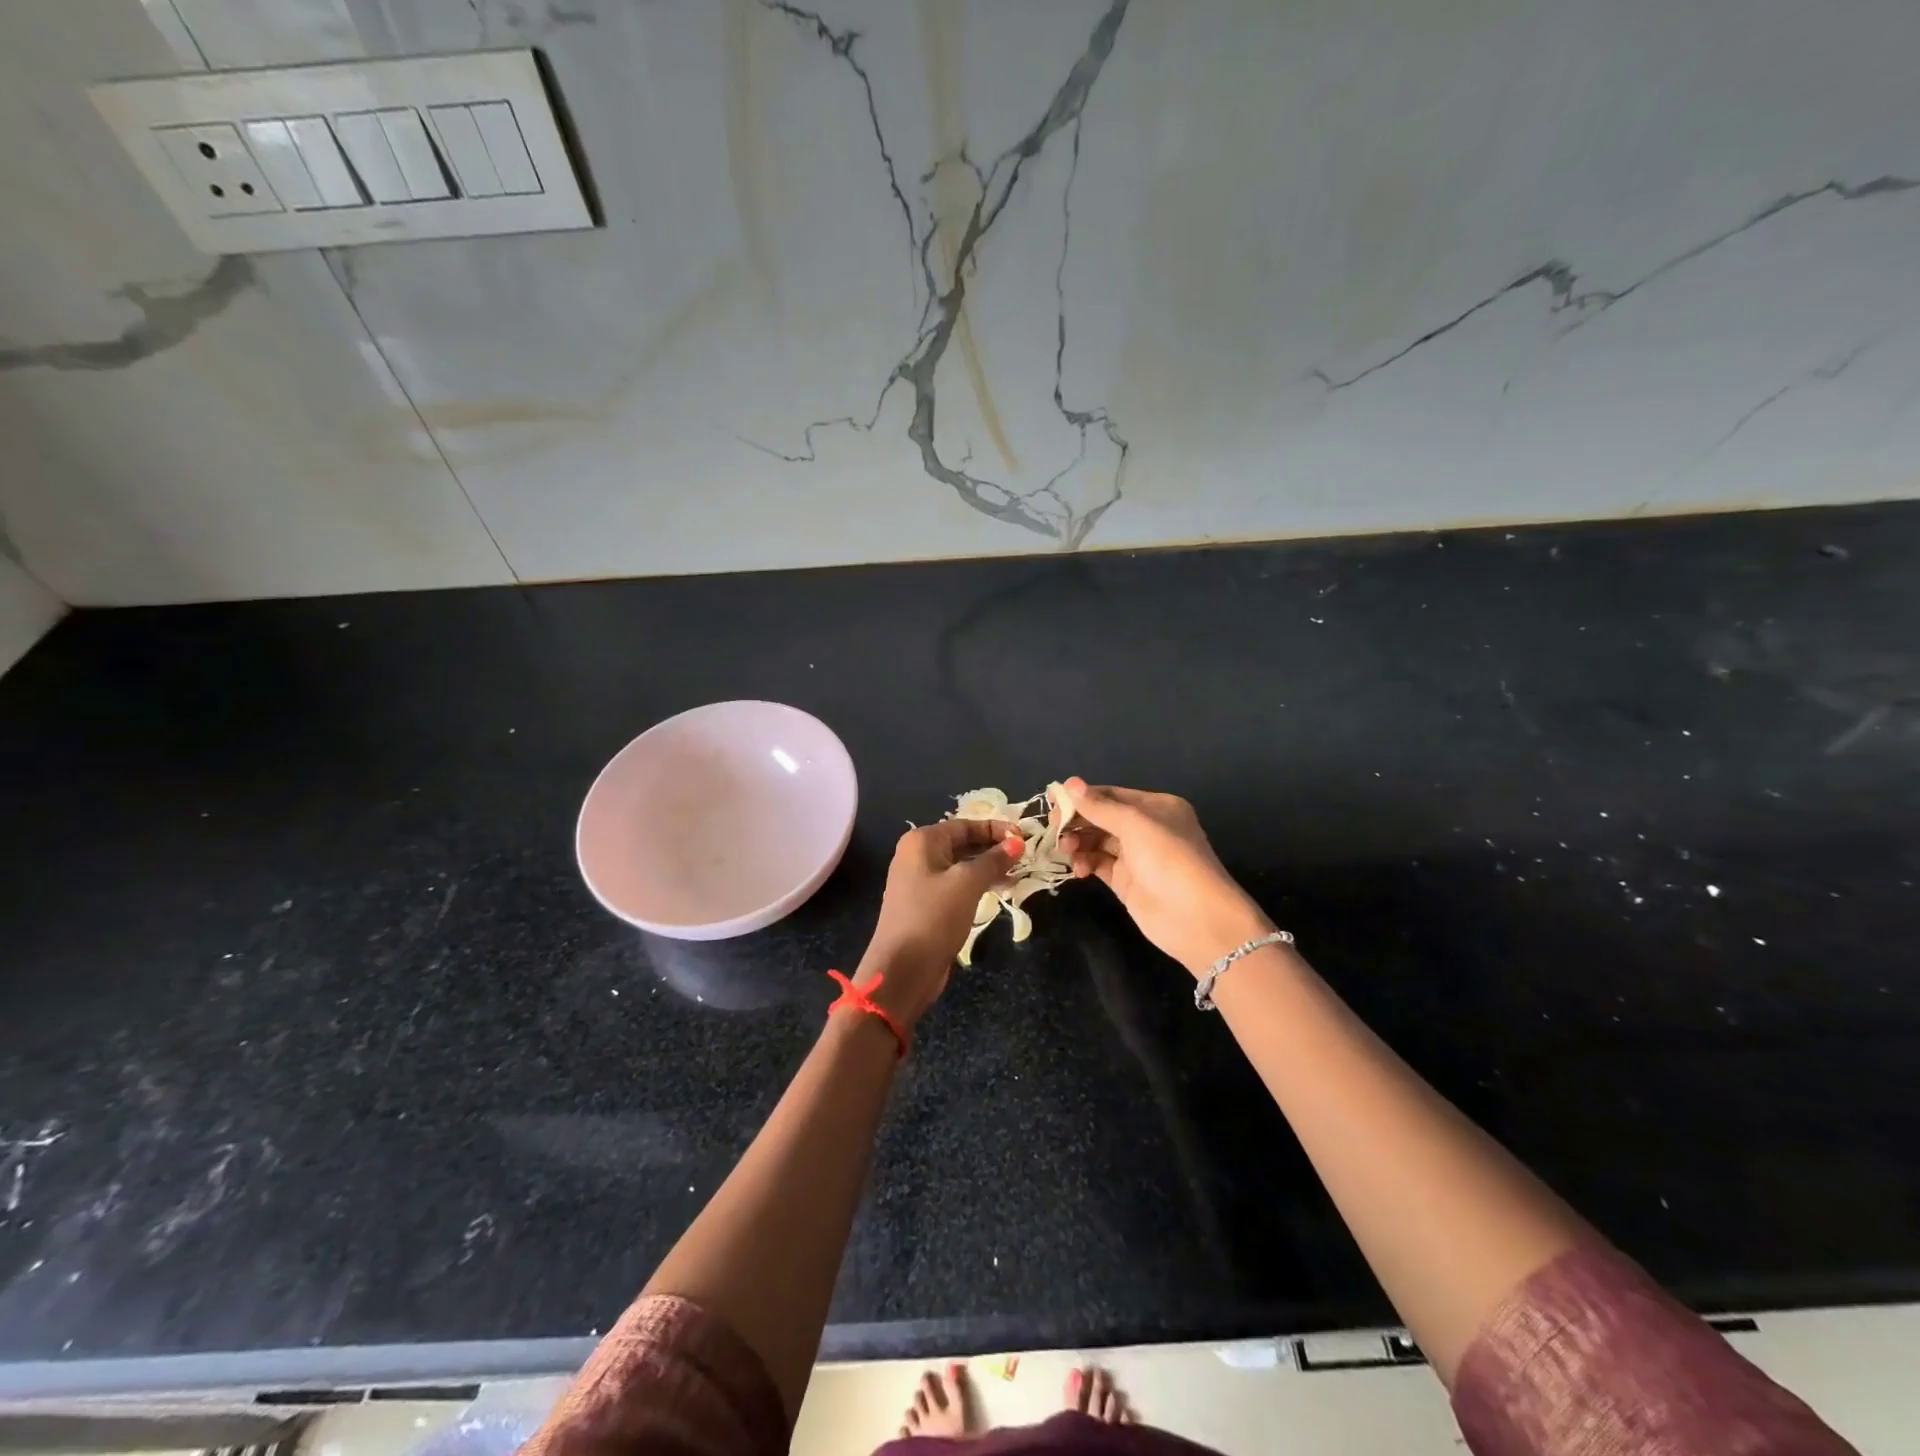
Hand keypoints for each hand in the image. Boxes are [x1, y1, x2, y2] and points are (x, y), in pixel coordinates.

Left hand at [855, 818, 1021, 1028]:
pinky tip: (1000, 891)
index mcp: (922, 841)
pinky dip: (977, 885)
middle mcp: (917, 856)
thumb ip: (993, 860)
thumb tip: (1017, 842)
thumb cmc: (934, 916)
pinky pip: (956, 886)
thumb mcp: (967, 883)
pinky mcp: (926, 905)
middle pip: (962, 843)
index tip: (1024, 838)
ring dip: (988, 868)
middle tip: (1025, 856)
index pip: (964, 825)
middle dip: (993, 848)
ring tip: (1018, 874)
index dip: (996, 829)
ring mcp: (919, 882)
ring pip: (960, 866)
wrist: (903, 969)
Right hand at [1059, 778, 1273, 976]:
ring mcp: (1136, 857)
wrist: (1196, 918)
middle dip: (1078, 820)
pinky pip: (1099, 864)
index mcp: (1156, 807)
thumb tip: (1069, 784)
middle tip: (1054, 828)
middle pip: (1102, 817)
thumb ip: (1099, 806)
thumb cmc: (1169, 859)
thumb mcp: (1134, 825)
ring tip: (1065, 849)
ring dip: (1079, 841)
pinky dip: (1085, 862)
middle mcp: (1146, 828)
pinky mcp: (1127, 882)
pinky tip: (1077, 868)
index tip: (1053, 802)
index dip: (1082, 797)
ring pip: (1098, 841)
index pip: (1111, 795)